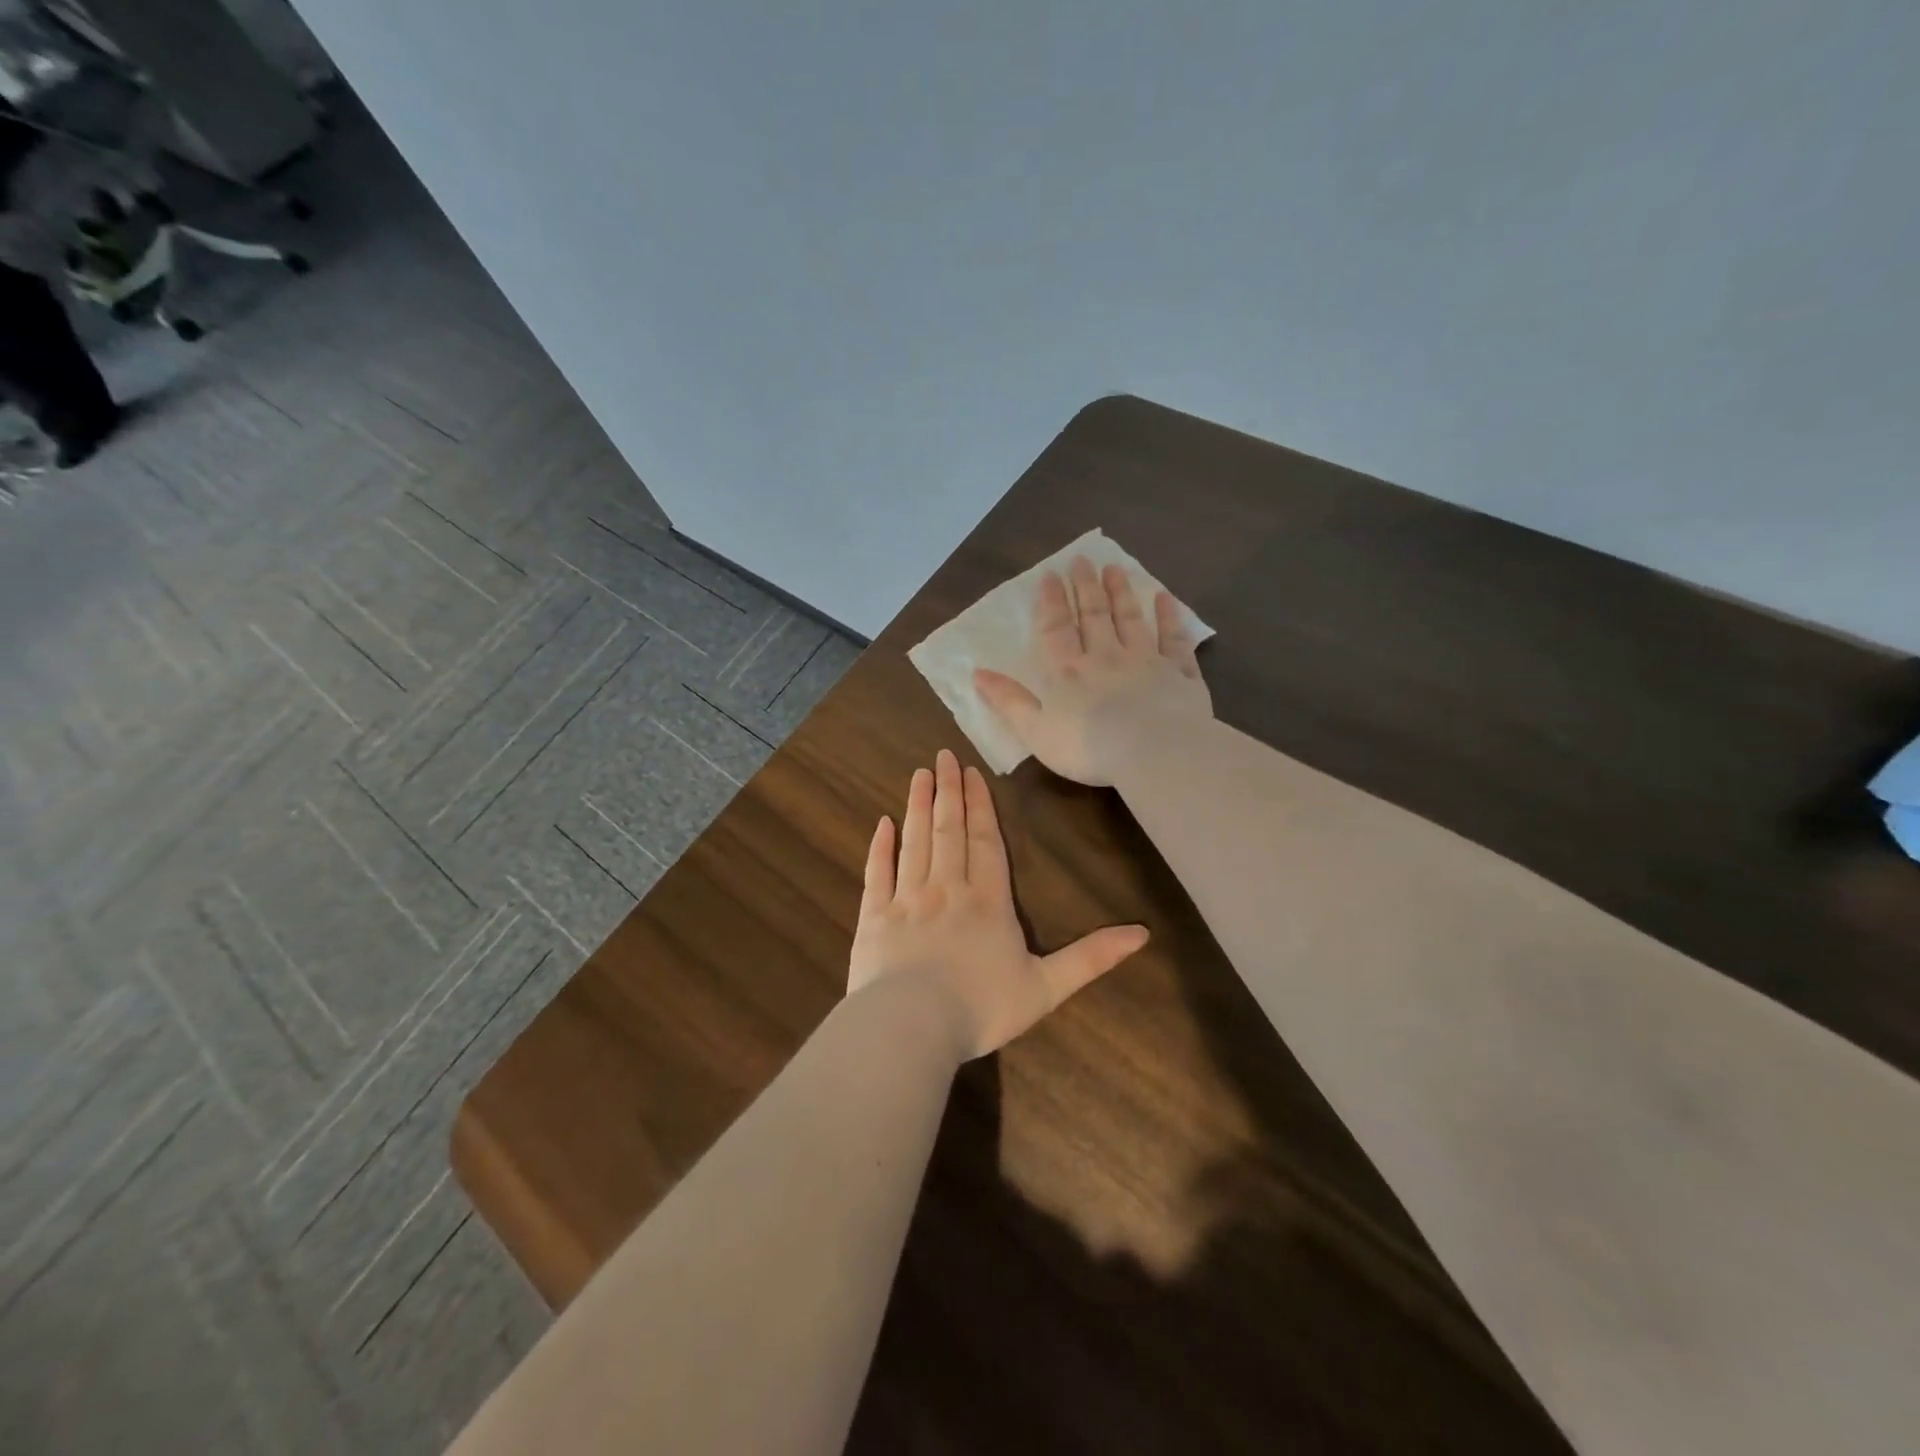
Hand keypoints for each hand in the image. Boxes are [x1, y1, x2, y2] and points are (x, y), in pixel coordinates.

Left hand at [849, 748, 1149, 1059]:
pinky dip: (880, 846)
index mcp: (987, 902)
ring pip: (915, 841)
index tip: (972, 773)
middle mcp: (947, 889)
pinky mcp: (874, 917)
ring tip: (920, 774)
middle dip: (949, 792)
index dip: (980, 806)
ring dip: (918, 805)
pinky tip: (882, 823)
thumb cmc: (981, 1007)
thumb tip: (1143, 933)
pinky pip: (878, 873)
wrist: (912, 1026)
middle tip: (943, 757)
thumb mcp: (1047, 987)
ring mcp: (907, 899)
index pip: (985, 842)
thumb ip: (1091, 957)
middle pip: (949, 831)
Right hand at [973, 556, 1211, 785]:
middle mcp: (1107, 657)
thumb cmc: (1090, 747)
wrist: (1156, 752)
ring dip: (1121, 594)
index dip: (1051, 601)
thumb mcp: (1036, 731)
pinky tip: (1165, 599)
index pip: (1056, 629)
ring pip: (1131, 620)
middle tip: (1082, 560)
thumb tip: (978, 674)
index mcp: (1069, 672)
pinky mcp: (1180, 675)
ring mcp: (1147, 662)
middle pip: (1094, 616)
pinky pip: (1174, 640)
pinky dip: (1170, 618)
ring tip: (1114, 568)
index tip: (1050, 574)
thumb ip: (1009, 702)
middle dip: (1086, 587)